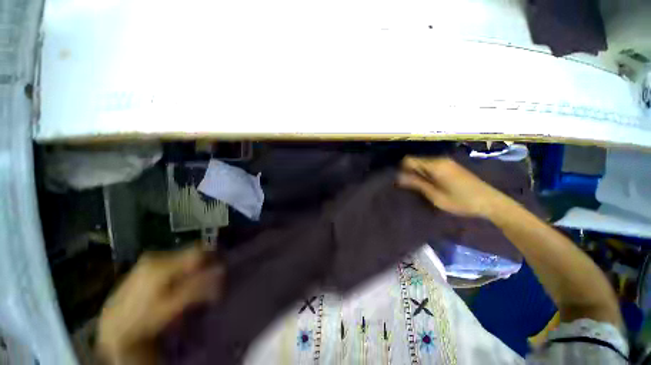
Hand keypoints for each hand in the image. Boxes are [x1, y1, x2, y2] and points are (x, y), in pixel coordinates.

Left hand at [97, 246, 223, 364]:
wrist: (119, 322)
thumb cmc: (146, 315)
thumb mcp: (172, 306)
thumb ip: (195, 289)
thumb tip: (220, 272)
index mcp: (162, 263)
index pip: (196, 252)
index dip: (213, 260)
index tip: (225, 275)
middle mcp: (155, 256)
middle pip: (187, 256)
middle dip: (203, 269)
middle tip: (214, 289)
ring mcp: (149, 261)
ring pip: (179, 262)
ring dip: (192, 274)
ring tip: (200, 293)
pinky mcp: (146, 269)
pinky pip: (170, 268)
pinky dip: (180, 277)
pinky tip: (181, 291)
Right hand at [398, 157, 509, 217]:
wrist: (487, 199)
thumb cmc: (462, 201)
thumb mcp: (438, 197)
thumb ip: (418, 185)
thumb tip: (399, 177)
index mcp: (435, 165)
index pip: (410, 160)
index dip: (402, 170)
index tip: (398, 184)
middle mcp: (440, 159)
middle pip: (418, 161)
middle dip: (410, 172)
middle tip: (408, 190)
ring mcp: (447, 161)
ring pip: (426, 164)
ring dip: (420, 174)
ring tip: (419, 190)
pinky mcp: (452, 166)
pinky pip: (434, 166)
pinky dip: (429, 174)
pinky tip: (432, 187)